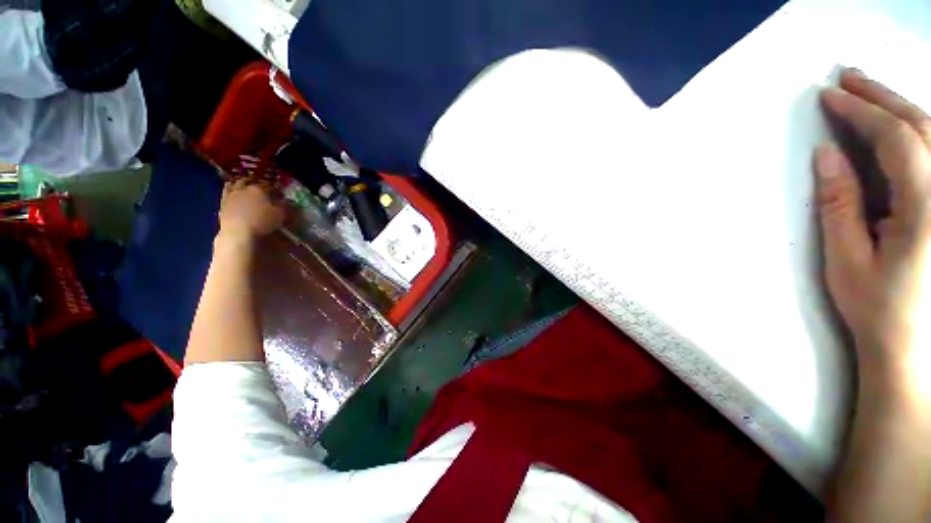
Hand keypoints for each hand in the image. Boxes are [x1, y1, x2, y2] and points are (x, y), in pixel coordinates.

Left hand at [218, 178, 285, 239]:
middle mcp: (243, 189)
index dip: (276, 191)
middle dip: (254, 182)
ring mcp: (230, 196)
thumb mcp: (280, 215)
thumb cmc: (262, 222)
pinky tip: (233, 196)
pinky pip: (225, 193)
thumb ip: (283, 206)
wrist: (238, 233)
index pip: (269, 187)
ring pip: (233, 184)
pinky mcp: (221, 204)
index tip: (281, 196)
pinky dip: (230, 192)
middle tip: (260, 186)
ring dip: (238, 184)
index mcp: (258, 189)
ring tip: (243, 187)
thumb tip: (285, 202)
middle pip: (248, 181)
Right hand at [816, 68, 930, 392]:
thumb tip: (826, 155)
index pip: (897, 141)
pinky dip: (916, 129)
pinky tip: (899, 121)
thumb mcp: (848, 260)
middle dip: (882, 98)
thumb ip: (840, 204)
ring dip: (899, 107)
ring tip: (868, 91)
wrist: (910, 343)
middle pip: (922, 128)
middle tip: (848, 77)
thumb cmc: (876, 306)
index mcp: (926, 211)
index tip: (829, 96)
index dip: (863, 113)